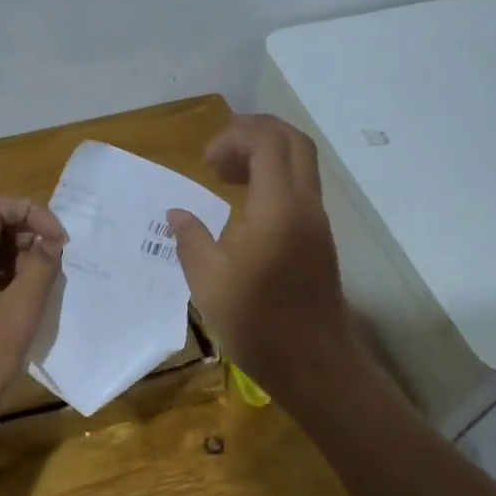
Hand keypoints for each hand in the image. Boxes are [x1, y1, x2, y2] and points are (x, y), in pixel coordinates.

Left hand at [0, 196, 66, 445]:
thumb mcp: (18, 314)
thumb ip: (39, 270)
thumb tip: (50, 243)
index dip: (33, 213)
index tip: (59, 242)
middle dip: (29, 237)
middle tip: (56, 267)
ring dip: (21, 260)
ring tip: (45, 287)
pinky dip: (8, 280)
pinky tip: (25, 304)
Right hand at [166, 115, 358, 401]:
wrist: (312, 362)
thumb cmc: (256, 322)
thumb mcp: (208, 281)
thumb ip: (190, 238)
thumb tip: (176, 215)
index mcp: (278, 208)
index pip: (267, 141)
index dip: (234, 136)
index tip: (205, 161)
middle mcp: (305, 205)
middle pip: (292, 141)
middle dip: (254, 134)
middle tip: (219, 156)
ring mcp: (317, 222)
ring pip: (301, 164)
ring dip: (266, 157)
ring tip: (227, 178)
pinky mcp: (319, 239)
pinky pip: (300, 189)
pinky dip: (274, 181)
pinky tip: (246, 210)